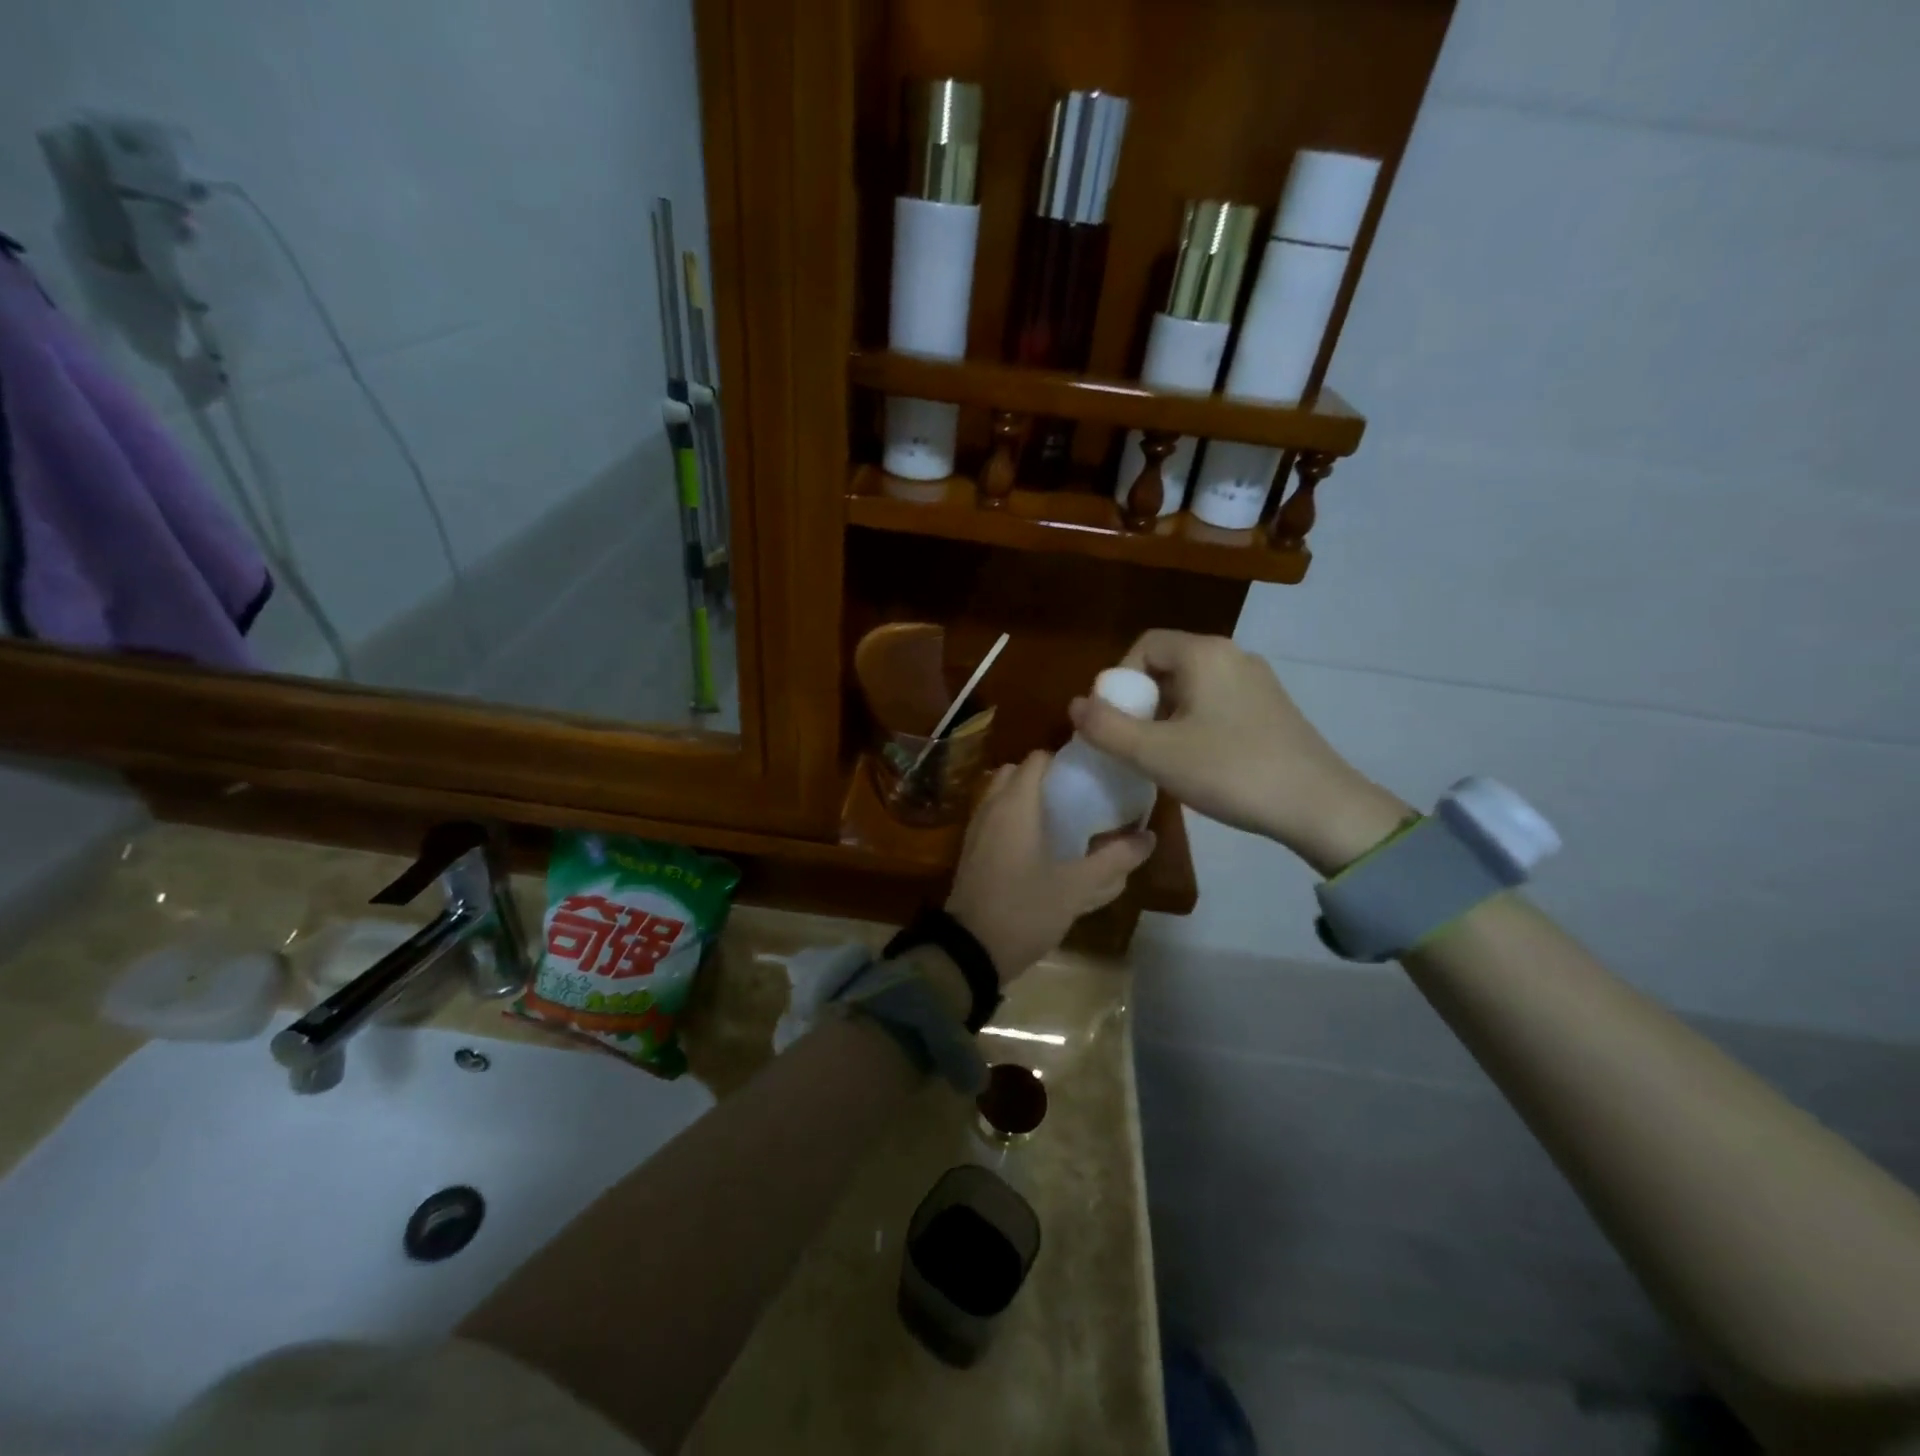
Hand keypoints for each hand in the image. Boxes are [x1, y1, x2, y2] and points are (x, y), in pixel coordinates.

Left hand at [945, 750, 1155, 982]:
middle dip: (1045, 779)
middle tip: (1077, 796)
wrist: (970, 950)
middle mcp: (991, 808)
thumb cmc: (1024, 909)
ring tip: (1063, 820)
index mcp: (1015, 805)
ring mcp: (976, 830)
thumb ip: (1114, 859)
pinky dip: (1014, 821)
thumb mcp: (1077, 886)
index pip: (1038, 759)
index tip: (1091, 774)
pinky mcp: (971, 852)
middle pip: (1017, 774)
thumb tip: (1149, 837)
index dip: (1065, 760)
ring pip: (1003, 797)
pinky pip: (995, 820)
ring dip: (1028, 800)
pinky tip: (1040, 847)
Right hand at [1068, 631, 1407, 874]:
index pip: (1144, 645)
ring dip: (1166, 715)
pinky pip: (1217, 702)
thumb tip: (1074, 705)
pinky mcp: (1272, 708)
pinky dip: (1195, 723)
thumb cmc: (1230, 771)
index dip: (1119, 680)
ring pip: (1193, 686)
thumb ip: (1107, 728)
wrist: (1319, 806)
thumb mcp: (1156, 754)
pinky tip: (1199, 761)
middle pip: (1168, 664)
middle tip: (1135, 743)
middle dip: (1141, 701)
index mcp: (1205, 653)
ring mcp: (1258, 681)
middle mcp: (1233, 655)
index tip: (1116, 722)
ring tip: (1162, 757)